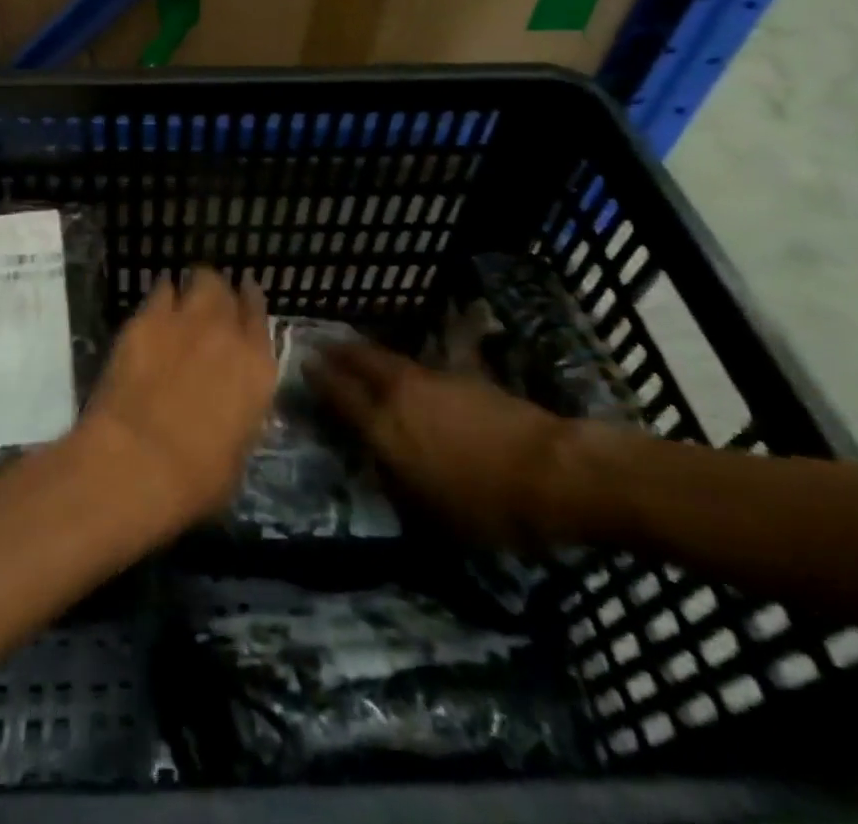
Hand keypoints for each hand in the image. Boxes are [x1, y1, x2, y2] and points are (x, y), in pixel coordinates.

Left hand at [74, 269, 277, 536]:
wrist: (138, 460)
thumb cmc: (195, 479)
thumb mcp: (236, 454)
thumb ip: (239, 416)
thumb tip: (228, 410)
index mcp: (258, 370)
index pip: (260, 318)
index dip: (250, 305)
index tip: (243, 299)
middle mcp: (228, 333)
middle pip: (228, 291)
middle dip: (219, 293)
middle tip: (208, 305)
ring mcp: (186, 320)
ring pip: (199, 280)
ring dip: (192, 287)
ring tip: (181, 297)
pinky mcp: (146, 318)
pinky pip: (160, 290)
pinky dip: (161, 295)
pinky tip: (153, 307)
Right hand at [305, 341, 576, 549]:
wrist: (553, 472)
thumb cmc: (487, 505)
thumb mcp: (431, 512)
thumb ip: (398, 480)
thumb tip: (381, 462)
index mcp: (385, 428)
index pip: (340, 394)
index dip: (319, 378)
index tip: (304, 365)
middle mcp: (401, 394)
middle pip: (361, 361)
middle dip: (340, 352)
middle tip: (325, 345)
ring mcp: (434, 380)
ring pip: (391, 359)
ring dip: (371, 355)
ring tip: (360, 354)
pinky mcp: (466, 377)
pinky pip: (423, 366)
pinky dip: (408, 368)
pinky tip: (413, 375)